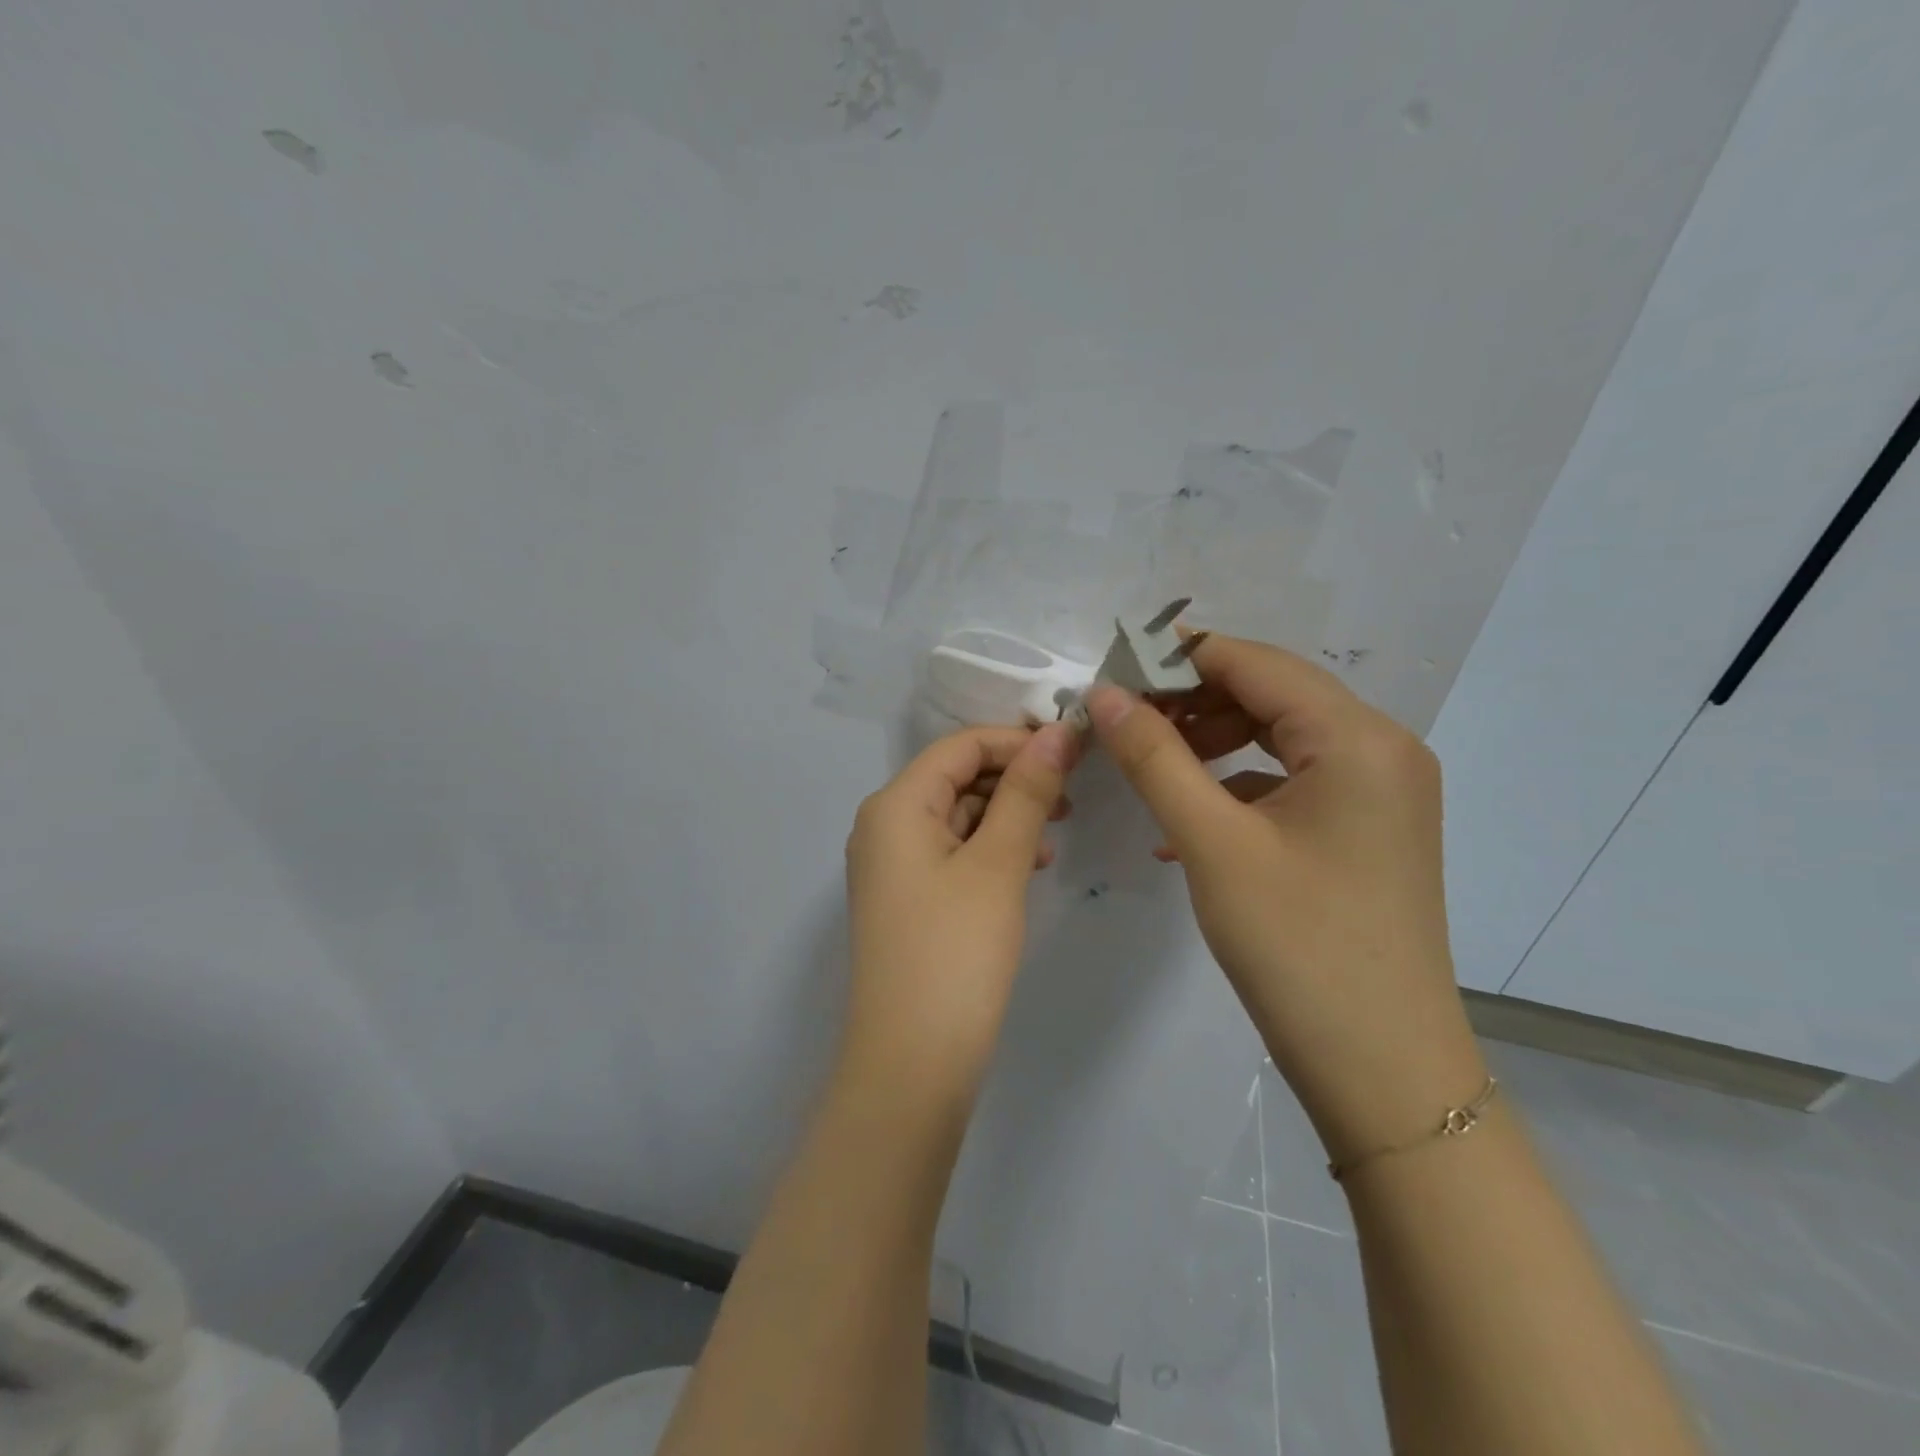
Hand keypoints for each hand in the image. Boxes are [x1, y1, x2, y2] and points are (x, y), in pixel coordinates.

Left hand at [841, 722, 1079, 1105]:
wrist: (911, 1063)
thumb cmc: (956, 952)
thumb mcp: (998, 864)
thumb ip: (1027, 793)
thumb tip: (1056, 733)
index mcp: (895, 805)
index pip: (961, 746)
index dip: (1018, 740)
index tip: (1076, 749)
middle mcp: (884, 825)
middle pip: (956, 777)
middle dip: (1015, 777)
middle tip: (1074, 791)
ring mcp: (892, 865)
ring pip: (957, 816)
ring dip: (1008, 814)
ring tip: (1058, 828)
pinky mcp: (908, 899)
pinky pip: (953, 852)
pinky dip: (992, 848)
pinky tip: (1032, 864)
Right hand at [1083, 635, 1484, 1164]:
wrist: (1383, 1069)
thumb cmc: (1296, 946)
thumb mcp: (1212, 843)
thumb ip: (1154, 757)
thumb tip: (1105, 693)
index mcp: (1358, 738)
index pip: (1255, 663)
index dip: (1178, 659)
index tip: (1112, 671)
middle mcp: (1382, 748)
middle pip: (1272, 693)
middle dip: (1193, 699)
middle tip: (1124, 721)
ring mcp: (1381, 791)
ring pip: (1281, 735)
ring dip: (1213, 740)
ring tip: (1151, 761)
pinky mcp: (1367, 828)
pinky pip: (1293, 780)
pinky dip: (1238, 784)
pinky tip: (1188, 818)